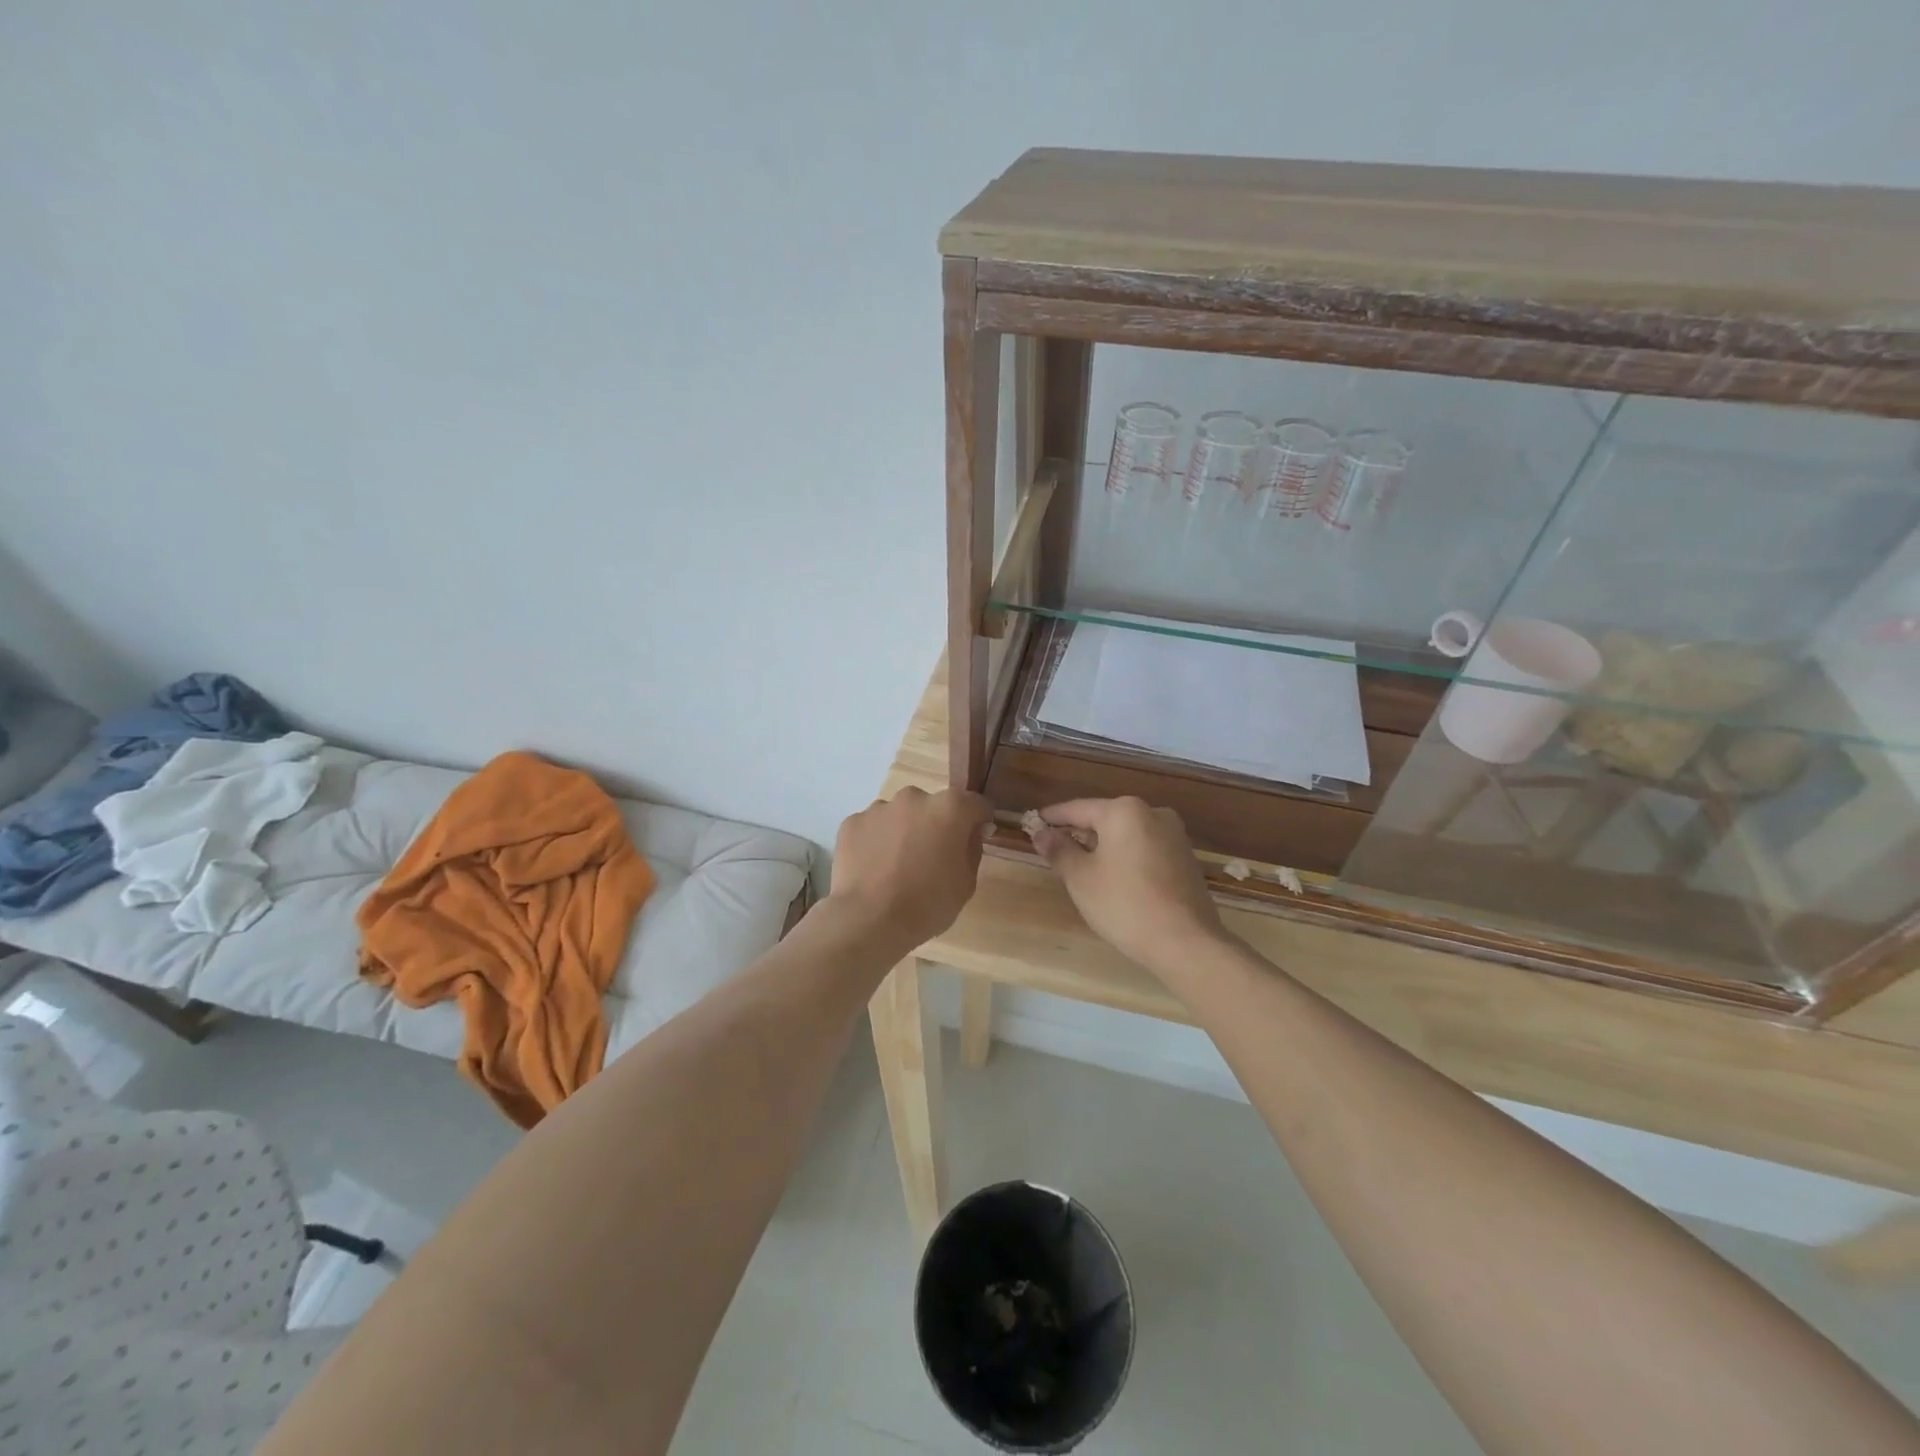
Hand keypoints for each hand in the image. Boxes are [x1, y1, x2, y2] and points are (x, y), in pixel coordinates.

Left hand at [827, 787, 991, 951]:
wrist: (869, 920)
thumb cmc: (927, 904)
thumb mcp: (966, 884)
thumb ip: (971, 849)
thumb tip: (970, 833)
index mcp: (950, 808)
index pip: (975, 804)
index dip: (979, 821)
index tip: (975, 838)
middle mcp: (914, 798)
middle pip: (933, 806)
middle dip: (936, 825)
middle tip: (931, 857)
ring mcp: (879, 807)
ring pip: (900, 814)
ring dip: (904, 831)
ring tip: (896, 865)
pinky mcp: (852, 822)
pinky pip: (872, 827)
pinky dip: (875, 841)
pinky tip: (873, 868)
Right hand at [1030, 797, 1226, 973]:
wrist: (1186, 942)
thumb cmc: (1125, 904)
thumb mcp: (1081, 878)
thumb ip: (1059, 850)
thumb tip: (1042, 833)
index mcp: (1124, 811)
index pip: (1078, 808)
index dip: (1053, 818)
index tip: (1033, 824)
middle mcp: (1153, 813)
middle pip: (1105, 818)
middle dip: (1079, 833)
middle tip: (1055, 849)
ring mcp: (1174, 835)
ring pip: (1127, 834)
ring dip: (1104, 846)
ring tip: (1082, 867)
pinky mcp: (1185, 858)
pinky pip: (1145, 849)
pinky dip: (1126, 857)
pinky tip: (1115, 879)